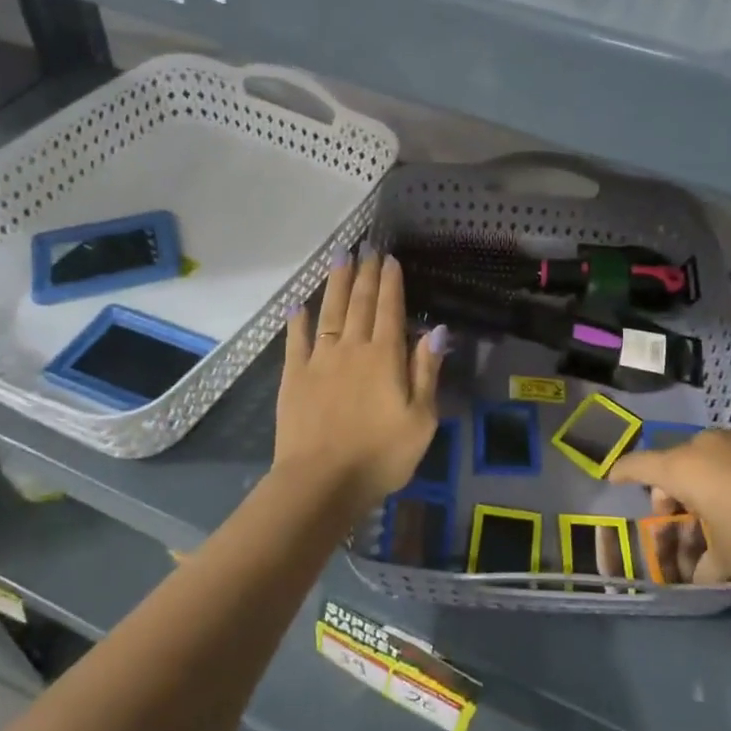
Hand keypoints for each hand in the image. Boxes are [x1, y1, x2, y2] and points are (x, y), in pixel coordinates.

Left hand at [275, 246, 445, 514]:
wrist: (321, 483)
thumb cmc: (380, 456)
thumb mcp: (421, 419)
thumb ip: (426, 371)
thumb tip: (436, 330)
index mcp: (385, 357)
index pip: (389, 309)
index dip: (390, 282)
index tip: (389, 258)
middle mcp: (352, 348)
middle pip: (359, 303)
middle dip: (364, 273)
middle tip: (366, 246)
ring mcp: (320, 360)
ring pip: (329, 312)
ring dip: (335, 283)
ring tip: (339, 257)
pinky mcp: (294, 377)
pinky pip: (297, 341)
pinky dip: (298, 320)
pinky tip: (299, 305)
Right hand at [609, 428, 730, 584]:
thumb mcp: (730, 561)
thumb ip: (703, 566)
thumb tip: (695, 575)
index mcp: (687, 467)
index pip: (641, 464)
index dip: (624, 472)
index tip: (613, 479)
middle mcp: (709, 443)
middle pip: (676, 463)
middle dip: (671, 493)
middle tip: (680, 524)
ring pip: (708, 459)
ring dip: (703, 485)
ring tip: (719, 518)